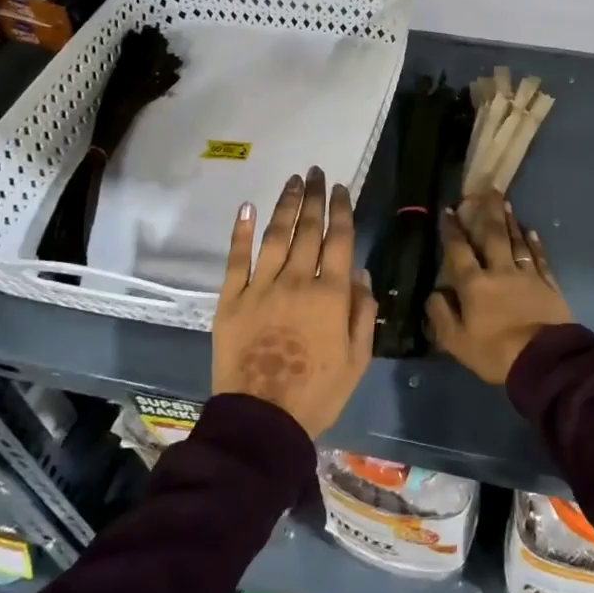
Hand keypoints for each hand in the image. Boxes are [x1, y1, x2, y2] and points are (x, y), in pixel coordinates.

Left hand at [211, 168, 374, 437]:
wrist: (262, 420)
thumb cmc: (317, 393)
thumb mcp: (357, 358)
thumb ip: (362, 312)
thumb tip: (360, 273)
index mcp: (330, 295)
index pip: (339, 240)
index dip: (341, 210)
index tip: (341, 188)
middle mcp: (297, 281)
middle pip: (308, 230)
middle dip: (315, 198)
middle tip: (316, 172)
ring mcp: (260, 288)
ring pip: (276, 236)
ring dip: (286, 205)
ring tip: (293, 181)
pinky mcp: (231, 300)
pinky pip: (237, 259)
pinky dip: (241, 232)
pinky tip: (247, 208)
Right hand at [427, 192, 572, 383]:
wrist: (544, 361)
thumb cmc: (495, 353)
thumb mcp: (456, 342)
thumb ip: (441, 315)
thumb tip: (434, 293)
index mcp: (474, 285)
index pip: (459, 251)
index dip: (452, 230)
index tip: (449, 210)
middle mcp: (500, 272)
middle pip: (492, 236)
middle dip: (487, 212)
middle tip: (486, 190)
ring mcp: (527, 276)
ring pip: (516, 242)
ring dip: (510, 221)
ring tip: (505, 202)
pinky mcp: (548, 284)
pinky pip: (540, 258)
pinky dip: (535, 243)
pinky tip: (531, 231)